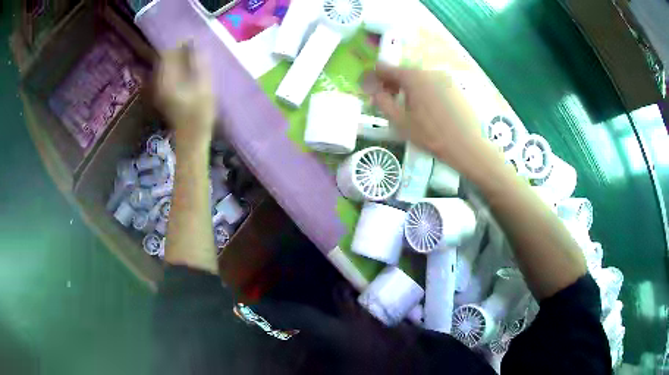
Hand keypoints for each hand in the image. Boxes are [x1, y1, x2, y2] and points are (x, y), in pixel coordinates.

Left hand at [155, 44, 215, 151]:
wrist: (191, 138)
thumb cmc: (200, 114)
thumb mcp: (204, 86)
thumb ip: (199, 64)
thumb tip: (196, 45)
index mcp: (167, 80)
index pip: (168, 53)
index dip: (180, 44)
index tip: (194, 42)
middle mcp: (159, 82)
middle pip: (166, 58)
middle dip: (180, 51)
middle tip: (196, 50)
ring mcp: (160, 89)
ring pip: (167, 66)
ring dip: (179, 60)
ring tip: (194, 59)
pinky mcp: (164, 94)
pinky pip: (168, 74)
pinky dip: (178, 69)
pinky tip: (189, 71)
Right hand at [363, 64, 496, 173]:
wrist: (467, 146)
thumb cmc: (431, 135)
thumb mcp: (400, 122)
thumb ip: (383, 102)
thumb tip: (375, 91)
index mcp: (413, 77)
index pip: (387, 69)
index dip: (376, 77)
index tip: (371, 88)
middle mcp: (429, 72)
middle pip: (405, 72)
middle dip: (393, 83)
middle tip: (388, 100)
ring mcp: (445, 78)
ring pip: (420, 79)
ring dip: (409, 88)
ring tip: (408, 107)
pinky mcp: (455, 87)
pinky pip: (433, 84)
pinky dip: (425, 91)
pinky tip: (427, 109)